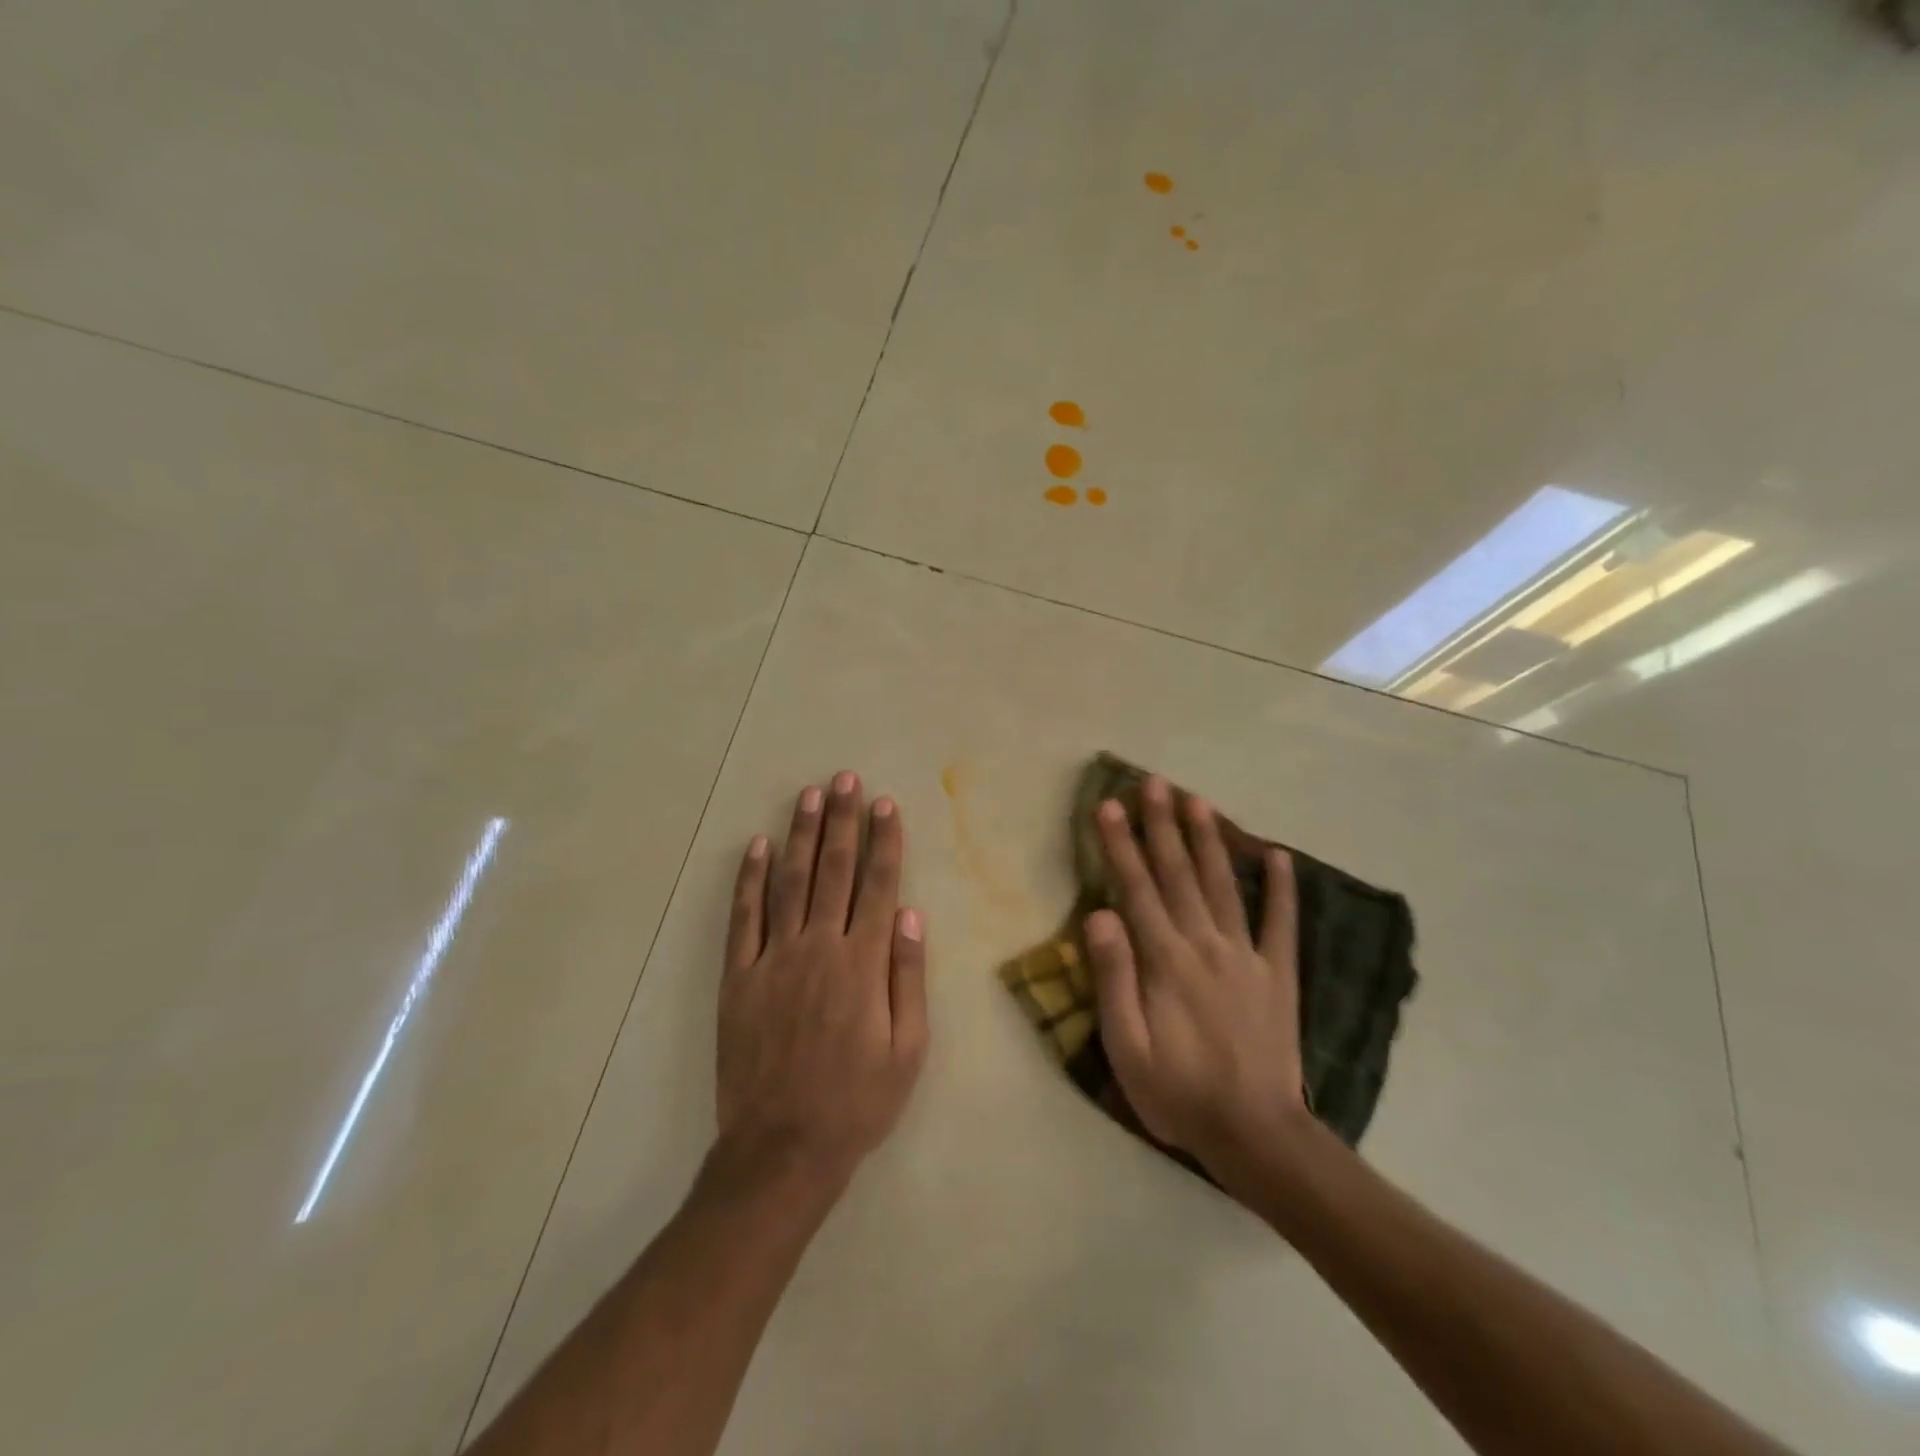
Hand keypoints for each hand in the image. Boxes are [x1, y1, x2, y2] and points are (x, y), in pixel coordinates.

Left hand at [716, 772, 928, 1195]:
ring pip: (789, 881)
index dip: (884, 841)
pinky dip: (748, 879)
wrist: (782, 1149)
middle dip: (842, 820)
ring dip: (800, 835)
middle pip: (834, 871)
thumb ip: (908, 977)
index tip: (885, 804)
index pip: (878, 886)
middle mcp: (818, 947)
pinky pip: (743, 917)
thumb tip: (912, 914)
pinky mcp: (738, 977)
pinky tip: (755, 845)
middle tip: (844, 779)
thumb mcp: (908, 1050)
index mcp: (863, 964)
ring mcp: (773, 958)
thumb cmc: (857, 1102)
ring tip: (808, 795)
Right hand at [1086, 775, 1307, 1173]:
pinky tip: (1279, 855)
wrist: (1255, 1134)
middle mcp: (1205, 944)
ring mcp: (1247, 956)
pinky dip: (1281, 887)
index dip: (1121, 845)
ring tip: (1198, 800)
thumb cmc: (1177, 1092)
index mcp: (1165, 960)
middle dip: (1162, 825)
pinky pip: (1281, 922)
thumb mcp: (1126, 1047)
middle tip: (1153, 783)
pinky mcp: (1279, 974)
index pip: (1137, 888)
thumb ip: (1113, 978)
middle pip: (1179, 874)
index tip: (1110, 806)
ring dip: (1209, 840)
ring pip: (1223, 885)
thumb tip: (1099, 914)